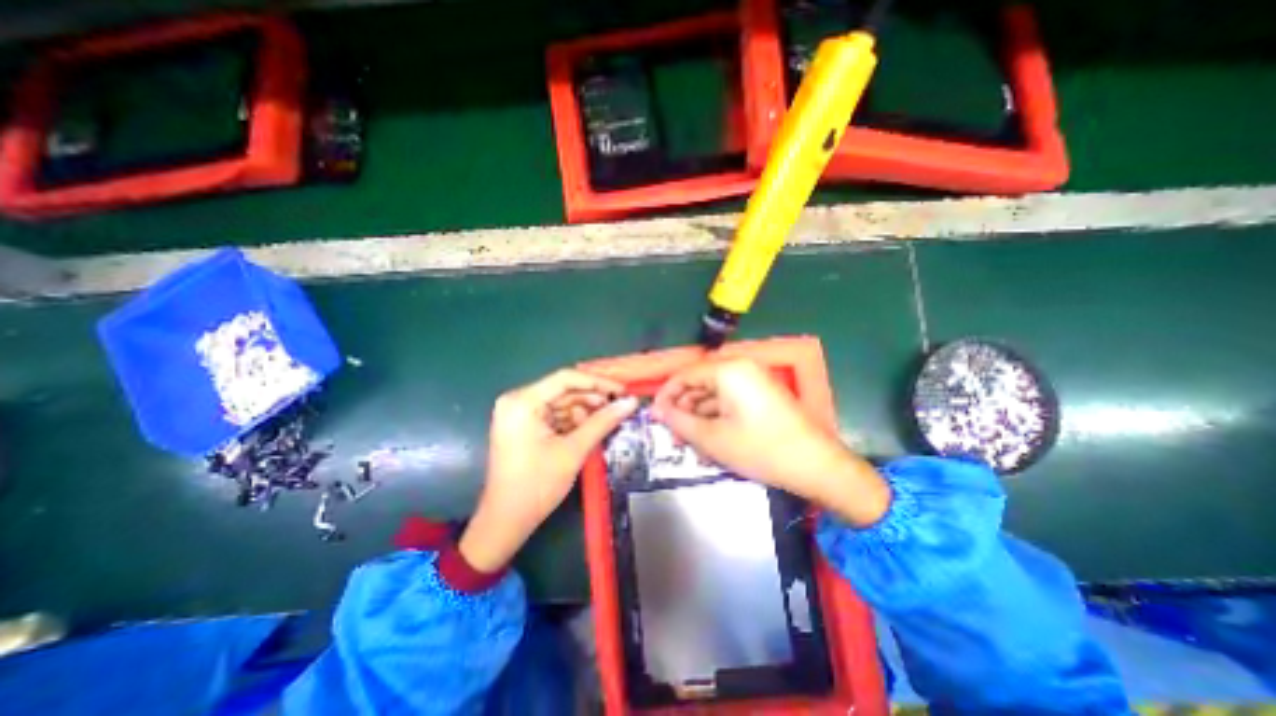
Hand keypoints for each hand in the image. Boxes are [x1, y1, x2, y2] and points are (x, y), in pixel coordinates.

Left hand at [458, 373, 636, 574]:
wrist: (506, 522)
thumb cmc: (536, 485)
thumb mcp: (573, 451)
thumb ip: (603, 422)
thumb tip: (631, 402)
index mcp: (522, 401)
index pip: (566, 379)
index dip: (598, 382)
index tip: (623, 391)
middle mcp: (518, 400)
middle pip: (564, 390)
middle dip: (593, 399)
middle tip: (621, 407)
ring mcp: (520, 413)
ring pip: (562, 403)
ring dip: (586, 411)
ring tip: (611, 419)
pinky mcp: (524, 426)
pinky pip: (555, 416)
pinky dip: (574, 422)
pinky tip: (593, 428)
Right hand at [652, 357, 888, 524]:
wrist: (816, 465)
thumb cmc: (760, 448)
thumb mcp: (712, 438)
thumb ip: (679, 421)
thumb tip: (657, 410)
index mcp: (728, 370)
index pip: (685, 375)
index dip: (666, 395)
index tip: (653, 416)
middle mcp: (741, 368)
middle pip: (700, 383)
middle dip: (683, 409)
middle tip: (672, 434)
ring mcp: (754, 381)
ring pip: (714, 394)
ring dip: (699, 417)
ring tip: (689, 443)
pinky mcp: (762, 395)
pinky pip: (730, 401)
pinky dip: (717, 418)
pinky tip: (710, 441)